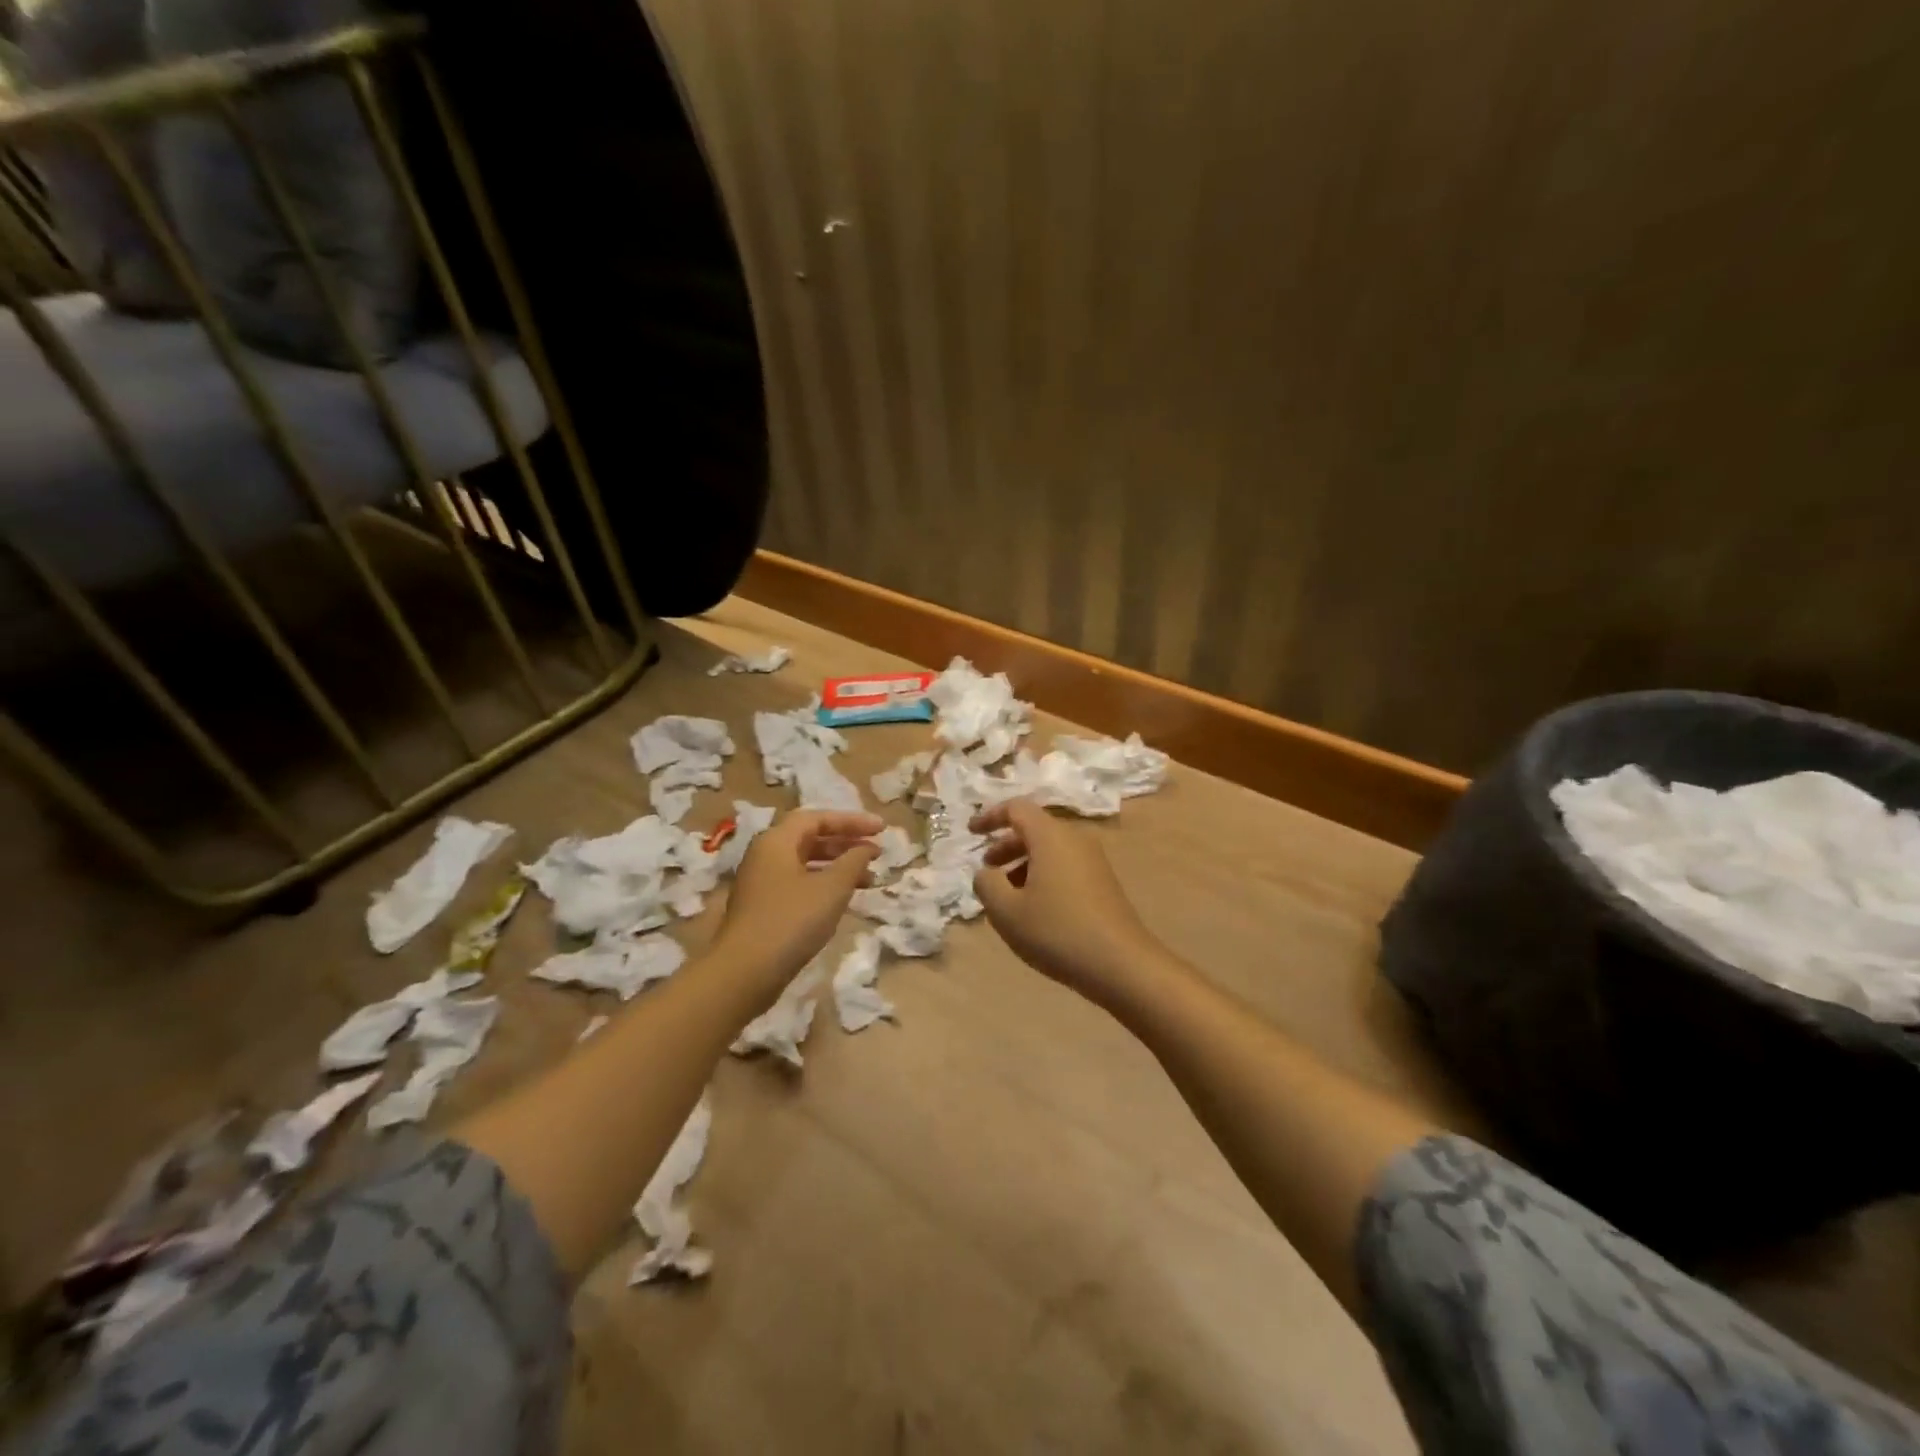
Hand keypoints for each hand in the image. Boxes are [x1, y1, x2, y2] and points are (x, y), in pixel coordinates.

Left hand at [715, 809, 881, 990]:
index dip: (852, 821)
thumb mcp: (832, 888)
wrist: (745, 972)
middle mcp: (765, 855)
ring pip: (806, 863)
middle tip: (876, 853)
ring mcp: (761, 882)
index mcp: (777, 841)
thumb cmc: (792, 921)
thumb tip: (867, 848)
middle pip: (810, 838)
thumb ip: (854, 861)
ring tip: (869, 880)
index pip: (818, 818)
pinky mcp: (763, 907)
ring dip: (838, 867)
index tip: (882, 829)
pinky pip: (799, 883)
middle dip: (846, 843)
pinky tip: (843, 900)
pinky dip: (824, 885)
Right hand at [969, 798, 1164, 1004]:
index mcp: (1051, 836)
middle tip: (987, 869)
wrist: (1121, 964)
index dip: (990, 817)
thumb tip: (986, 873)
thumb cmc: (1057, 931)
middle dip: (1006, 845)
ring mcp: (1093, 861)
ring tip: (1007, 895)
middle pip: (1035, 829)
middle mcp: (1075, 839)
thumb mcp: (1006, 911)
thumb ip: (987, 884)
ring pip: (1050, 850)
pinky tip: (1035, 909)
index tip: (971, 833)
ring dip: (1023, 864)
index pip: (1017, 808)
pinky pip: (1065, 866)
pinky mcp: (1103, 883)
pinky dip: (1043, 875)